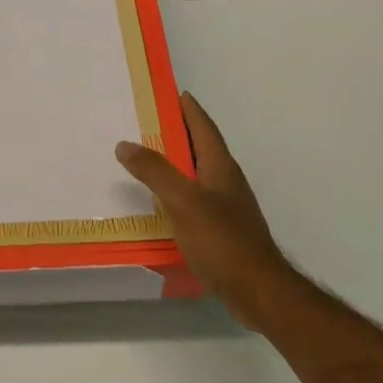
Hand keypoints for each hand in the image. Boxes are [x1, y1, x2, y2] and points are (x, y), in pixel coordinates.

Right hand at [116, 93, 301, 330]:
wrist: (257, 290)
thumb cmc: (221, 240)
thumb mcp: (182, 200)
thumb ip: (154, 171)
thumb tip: (125, 143)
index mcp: (220, 166)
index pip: (203, 127)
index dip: (188, 109)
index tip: (172, 93)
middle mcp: (226, 181)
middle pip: (200, 148)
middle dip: (176, 133)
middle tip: (146, 123)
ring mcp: (226, 207)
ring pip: (196, 175)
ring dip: (174, 164)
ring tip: (145, 161)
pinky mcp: (222, 231)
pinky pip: (194, 200)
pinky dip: (176, 193)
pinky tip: (159, 204)